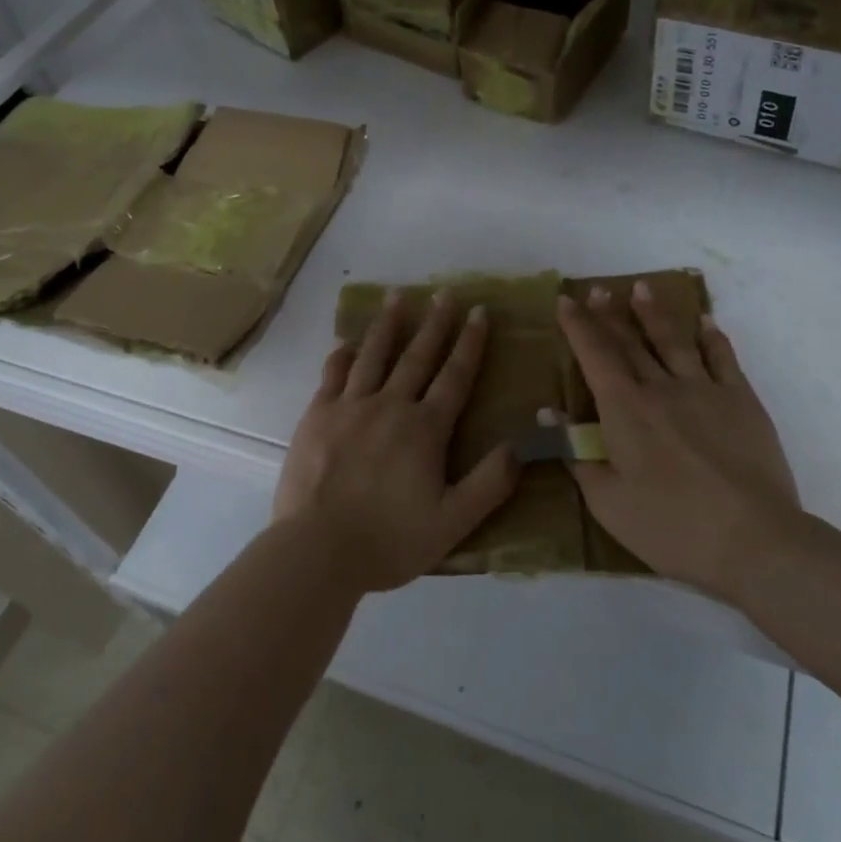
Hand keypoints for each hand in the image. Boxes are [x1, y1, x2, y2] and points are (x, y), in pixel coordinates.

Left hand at [273, 290, 519, 592]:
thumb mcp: (453, 522)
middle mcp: (389, 405)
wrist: (317, 550)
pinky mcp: (316, 416)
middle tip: (445, 291)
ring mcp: (349, 407)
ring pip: (373, 355)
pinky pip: (332, 375)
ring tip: (397, 296)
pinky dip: (342, 355)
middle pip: (417, 356)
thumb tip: (524, 444)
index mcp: (425, 428)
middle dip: (435, 322)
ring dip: (388, 324)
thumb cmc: (389, 540)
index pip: (455, 376)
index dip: (470, 343)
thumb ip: (490, 482)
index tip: (479, 312)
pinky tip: (347, 343)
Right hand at [558, 281, 802, 604]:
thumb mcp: (607, 501)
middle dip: (610, 314)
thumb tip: (549, 412)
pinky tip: (706, 323)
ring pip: (674, 341)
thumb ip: (577, 453)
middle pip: (630, 341)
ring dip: (655, 314)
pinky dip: (712, 337)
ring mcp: (705, 390)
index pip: (594, 355)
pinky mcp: (742, 402)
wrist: (754, 540)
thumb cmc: (670, 527)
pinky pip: (723, 359)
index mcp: (624, 410)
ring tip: (642, 288)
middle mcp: (661, 388)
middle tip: (599, 289)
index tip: (566, 300)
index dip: (578, 326)